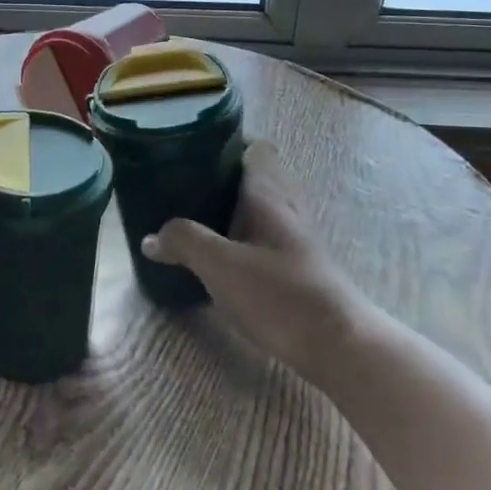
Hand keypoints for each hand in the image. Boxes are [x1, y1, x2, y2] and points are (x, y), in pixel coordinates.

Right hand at [142, 141, 377, 386]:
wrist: (338, 345)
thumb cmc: (280, 294)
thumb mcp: (220, 265)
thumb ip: (183, 242)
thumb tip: (151, 237)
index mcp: (267, 196)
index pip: (255, 148)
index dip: (226, 144)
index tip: (192, 150)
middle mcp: (284, 209)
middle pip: (252, 180)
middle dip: (217, 180)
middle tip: (179, 187)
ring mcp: (293, 240)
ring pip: (255, 211)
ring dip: (226, 213)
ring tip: (188, 221)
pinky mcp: (295, 269)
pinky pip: (259, 239)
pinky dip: (237, 240)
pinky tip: (215, 259)